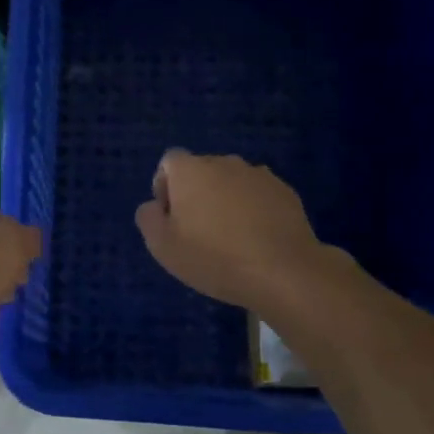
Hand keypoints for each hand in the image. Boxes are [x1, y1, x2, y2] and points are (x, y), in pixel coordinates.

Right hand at [135, 150, 331, 308]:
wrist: (283, 271)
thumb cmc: (213, 257)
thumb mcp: (163, 246)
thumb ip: (149, 218)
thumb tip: (153, 206)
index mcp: (191, 170)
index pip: (169, 162)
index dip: (165, 187)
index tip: (170, 218)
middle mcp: (224, 162)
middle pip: (202, 171)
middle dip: (196, 194)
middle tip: (198, 232)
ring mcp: (259, 175)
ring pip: (232, 183)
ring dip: (225, 201)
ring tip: (230, 238)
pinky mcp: (285, 192)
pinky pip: (258, 196)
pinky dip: (253, 210)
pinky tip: (255, 240)